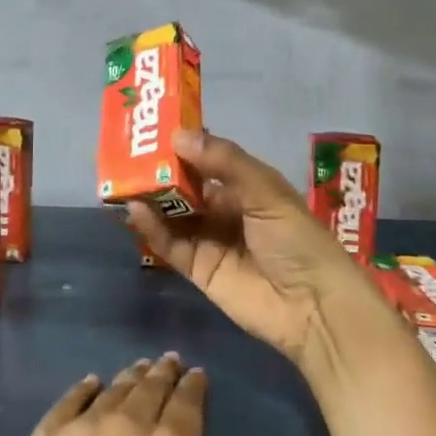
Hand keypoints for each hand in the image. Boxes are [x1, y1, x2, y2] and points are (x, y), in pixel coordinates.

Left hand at [0, 356, 299, 435]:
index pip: (188, 401)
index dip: (194, 384)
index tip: (197, 374)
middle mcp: (131, 424)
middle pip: (151, 386)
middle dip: (164, 372)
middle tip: (170, 362)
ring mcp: (84, 426)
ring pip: (115, 388)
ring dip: (131, 377)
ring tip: (139, 369)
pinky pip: (70, 400)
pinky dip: (85, 388)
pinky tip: (92, 384)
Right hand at [127, 129, 381, 366]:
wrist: (312, 306)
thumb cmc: (296, 238)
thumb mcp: (265, 191)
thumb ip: (224, 162)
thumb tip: (179, 135)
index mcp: (249, 187)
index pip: (210, 159)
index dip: (185, 145)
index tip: (154, 128)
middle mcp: (227, 210)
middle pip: (187, 187)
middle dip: (162, 172)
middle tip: (129, 154)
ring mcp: (211, 240)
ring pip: (174, 215)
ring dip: (152, 199)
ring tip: (124, 180)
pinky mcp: (198, 270)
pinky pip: (170, 245)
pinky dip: (152, 229)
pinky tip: (135, 211)